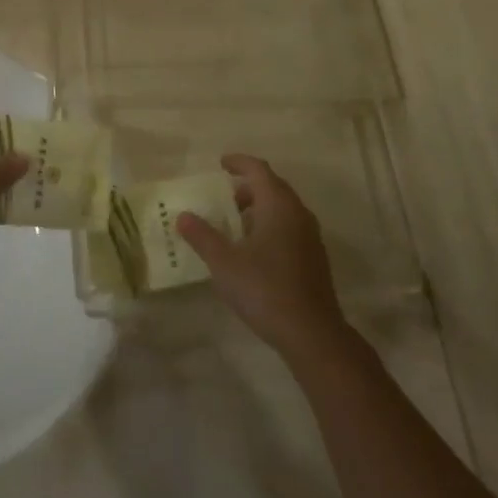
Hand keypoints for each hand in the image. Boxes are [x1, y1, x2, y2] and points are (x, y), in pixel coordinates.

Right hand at [178, 154, 348, 362]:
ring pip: (282, 208)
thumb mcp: (224, 262)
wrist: (312, 334)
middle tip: (224, 197)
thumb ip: (202, 236)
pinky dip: (270, 225)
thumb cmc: (265, 289)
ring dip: (259, 208)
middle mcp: (298, 213)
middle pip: (272, 186)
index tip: (221, 163)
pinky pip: (289, 227)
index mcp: (277, 205)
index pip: (258, 169)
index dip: (238, 162)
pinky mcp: (314, 258)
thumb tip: (182, 216)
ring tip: (235, 224)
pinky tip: (254, 250)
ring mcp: (310, 236)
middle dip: (247, 186)